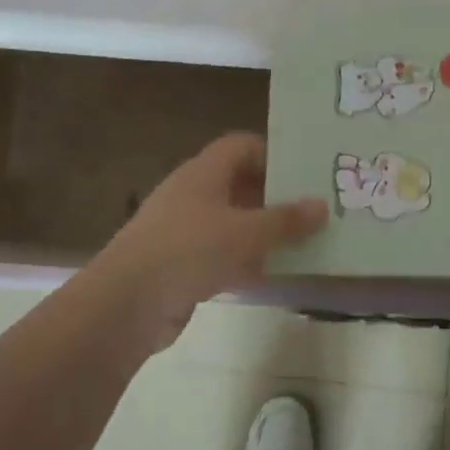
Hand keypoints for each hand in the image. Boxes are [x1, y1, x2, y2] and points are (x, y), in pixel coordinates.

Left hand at [95, 133, 328, 348]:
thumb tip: (322, 205)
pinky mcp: (178, 265)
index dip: (272, 154)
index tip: (304, 173)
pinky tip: (270, 277)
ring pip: (231, 223)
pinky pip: (219, 255)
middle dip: (274, 197)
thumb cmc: (189, 251)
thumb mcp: (247, 233)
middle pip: (238, 185)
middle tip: (313, 210)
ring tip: (302, 243)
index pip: (241, 146)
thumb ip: (286, 220)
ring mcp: (182, 231)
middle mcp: (191, 195)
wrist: (127, 303)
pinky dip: (244, 262)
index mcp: (203, 173)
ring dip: (262, 233)